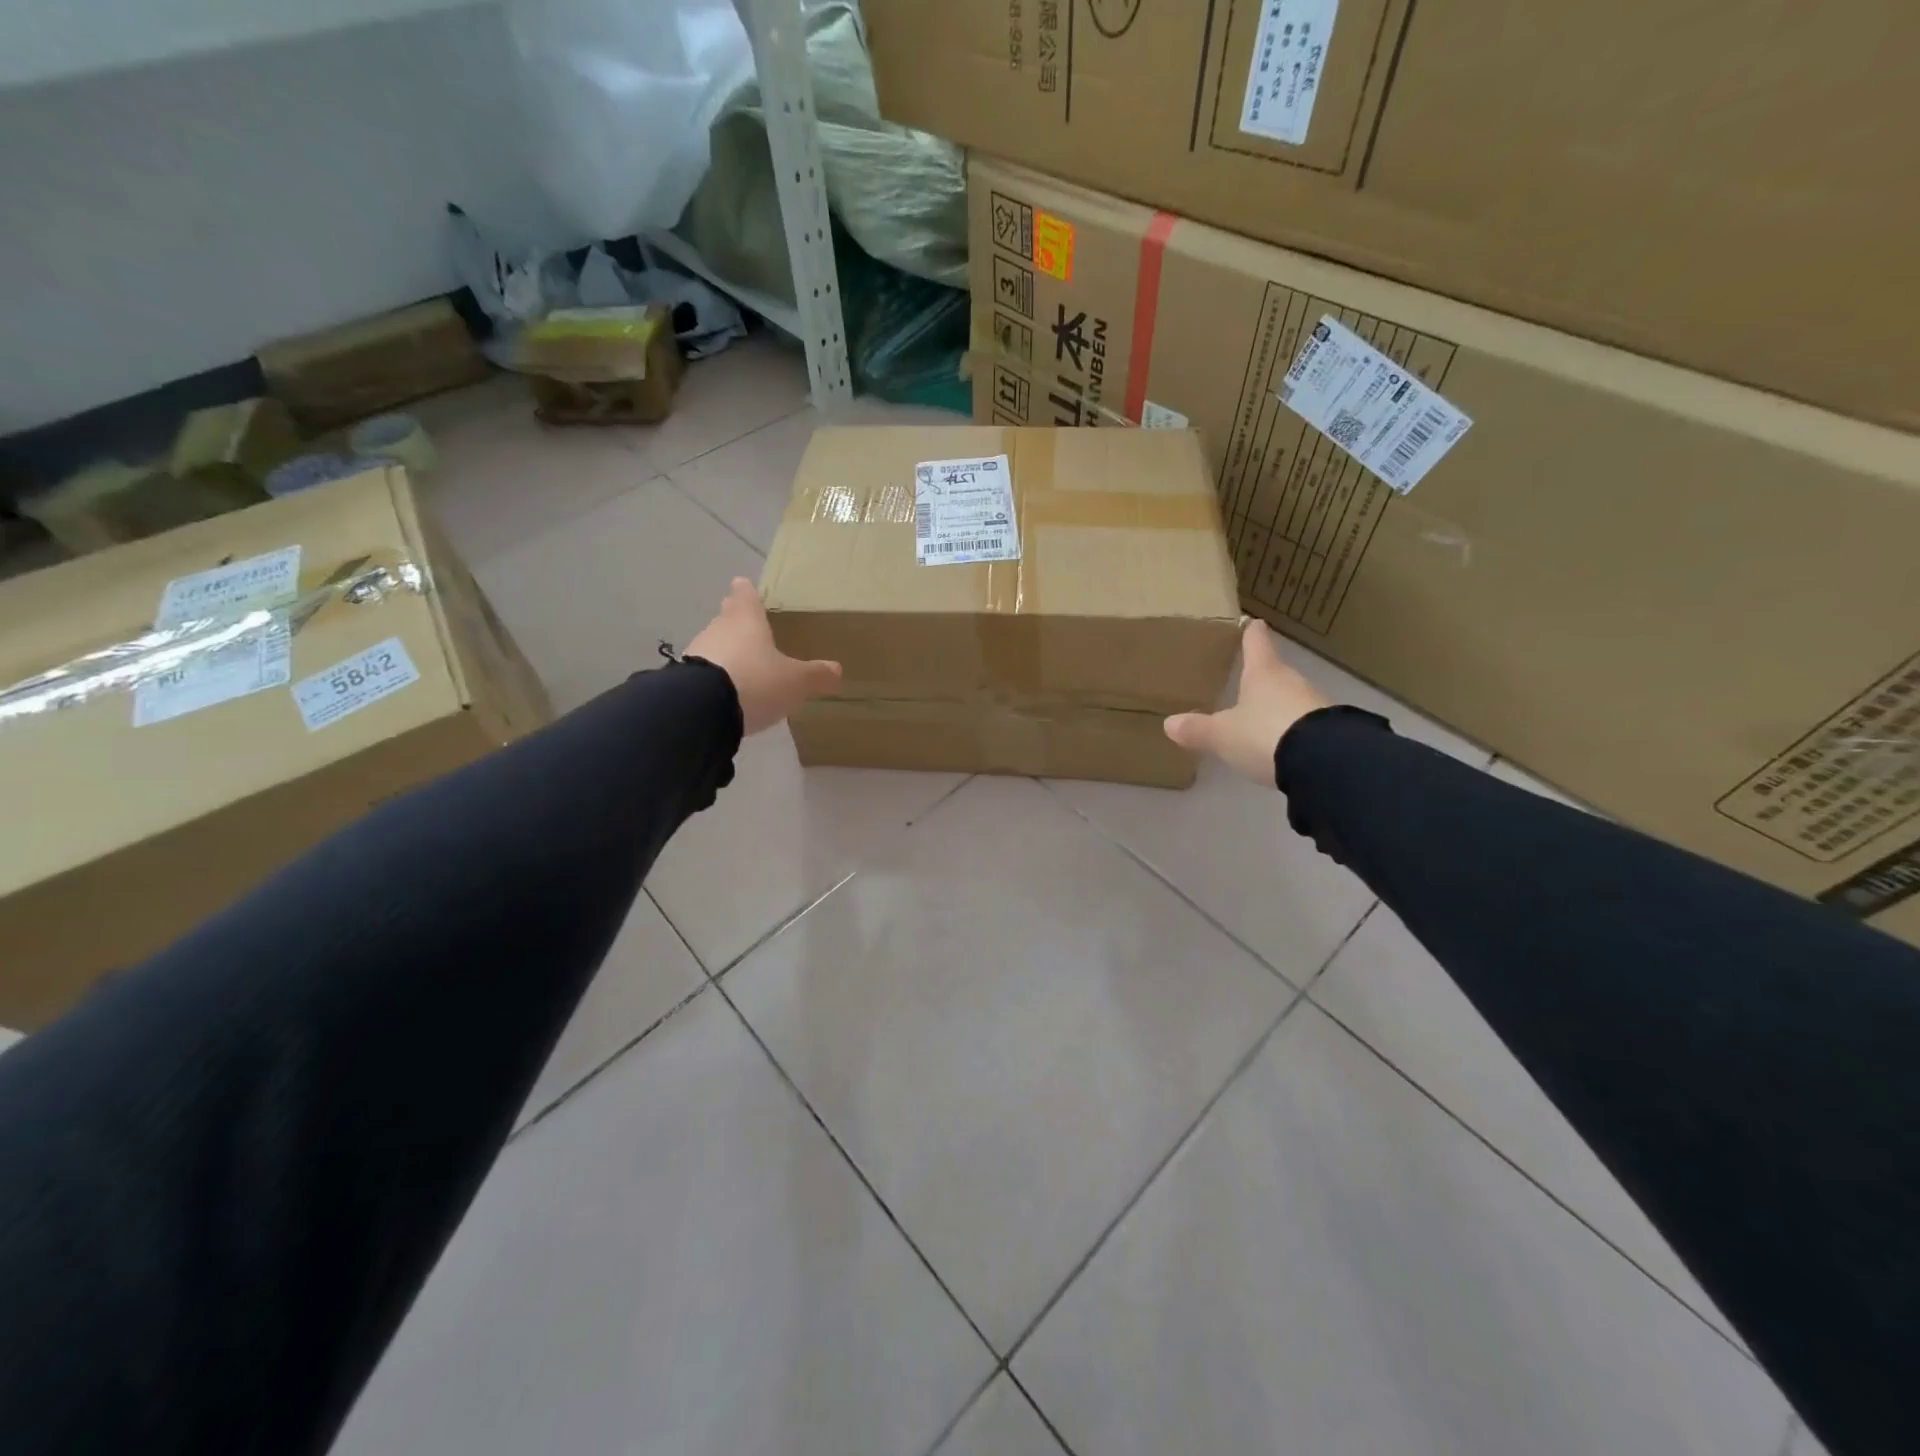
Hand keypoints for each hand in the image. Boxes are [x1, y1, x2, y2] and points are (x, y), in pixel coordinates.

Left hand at [685, 578, 841, 735]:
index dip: (747, 592)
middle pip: (727, 618)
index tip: (743, 585)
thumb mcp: (796, 682)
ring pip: (713, 644)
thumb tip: (836, 670)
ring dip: (724, 650)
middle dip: (735, 619)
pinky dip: (713, 676)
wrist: (701, 709)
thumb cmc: (755, 682)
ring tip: (739, 663)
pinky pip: (702, 671)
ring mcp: (696, 653)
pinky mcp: (682, 679)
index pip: (746, 597)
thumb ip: (816, 675)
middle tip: (744, 621)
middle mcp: (719, 629)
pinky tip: (722, 690)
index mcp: (747, 620)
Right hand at [1164, 618, 1330, 784]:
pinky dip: (1293, 730)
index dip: (1251, 633)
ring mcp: (1315, 705)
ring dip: (1278, 705)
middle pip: (1275, 672)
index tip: (1252, 621)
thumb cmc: (1264, 734)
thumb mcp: (1222, 735)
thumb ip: (1198, 729)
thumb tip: (1169, 723)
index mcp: (1263, 673)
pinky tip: (1282, 744)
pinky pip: (1305, 724)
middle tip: (1247, 679)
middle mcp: (1291, 682)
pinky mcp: (1331, 731)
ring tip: (1261, 717)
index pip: (1256, 643)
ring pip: (1291, 698)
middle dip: (1263, 675)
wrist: (1323, 761)